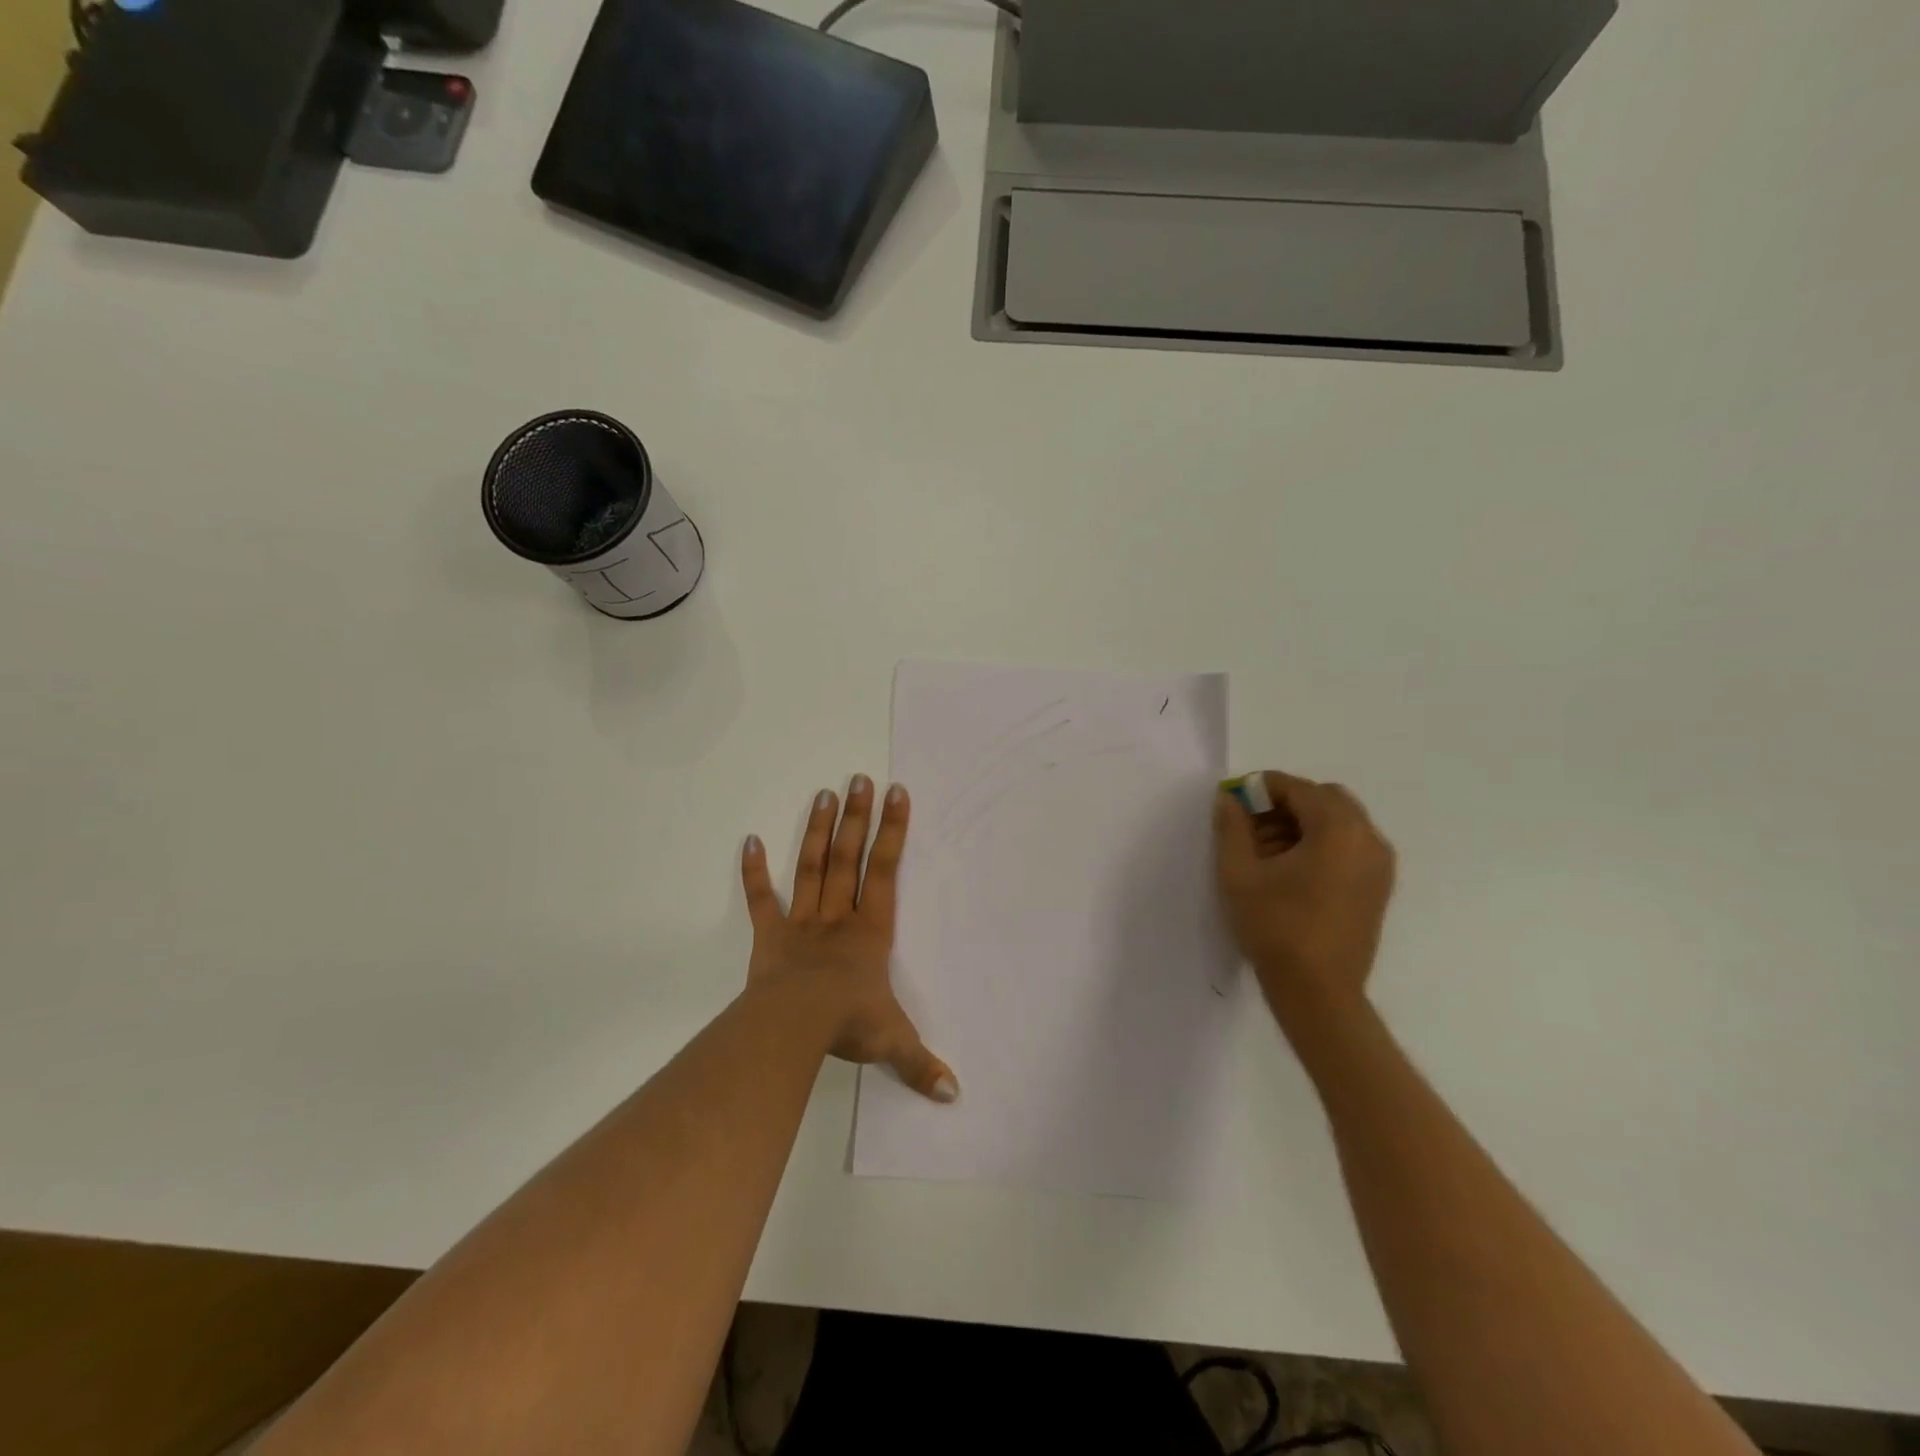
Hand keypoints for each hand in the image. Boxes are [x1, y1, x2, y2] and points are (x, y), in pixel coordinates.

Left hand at [741, 776, 957, 1103]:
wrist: (794, 1027)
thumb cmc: (848, 1024)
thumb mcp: (892, 1042)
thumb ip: (921, 1063)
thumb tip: (956, 1095)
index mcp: (871, 930)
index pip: (886, 869)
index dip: (893, 830)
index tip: (897, 793)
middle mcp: (839, 916)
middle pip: (848, 856)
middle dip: (856, 817)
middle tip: (858, 778)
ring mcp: (802, 921)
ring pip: (812, 866)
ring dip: (817, 829)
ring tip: (823, 792)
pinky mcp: (770, 935)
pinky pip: (761, 899)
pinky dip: (754, 871)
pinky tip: (749, 840)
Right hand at [1214, 771, 1396, 1031]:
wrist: (1318, 992)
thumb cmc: (1276, 927)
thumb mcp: (1239, 874)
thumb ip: (1232, 827)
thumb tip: (1229, 798)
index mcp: (1338, 830)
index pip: (1299, 789)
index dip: (1263, 788)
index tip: (1235, 800)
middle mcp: (1368, 839)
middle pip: (1325, 799)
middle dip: (1286, 804)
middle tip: (1251, 824)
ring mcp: (1379, 865)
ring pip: (1340, 822)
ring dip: (1304, 823)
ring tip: (1267, 850)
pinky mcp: (1379, 887)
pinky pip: (1351, 845)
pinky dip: (1322, 843)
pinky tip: (1292, 869)